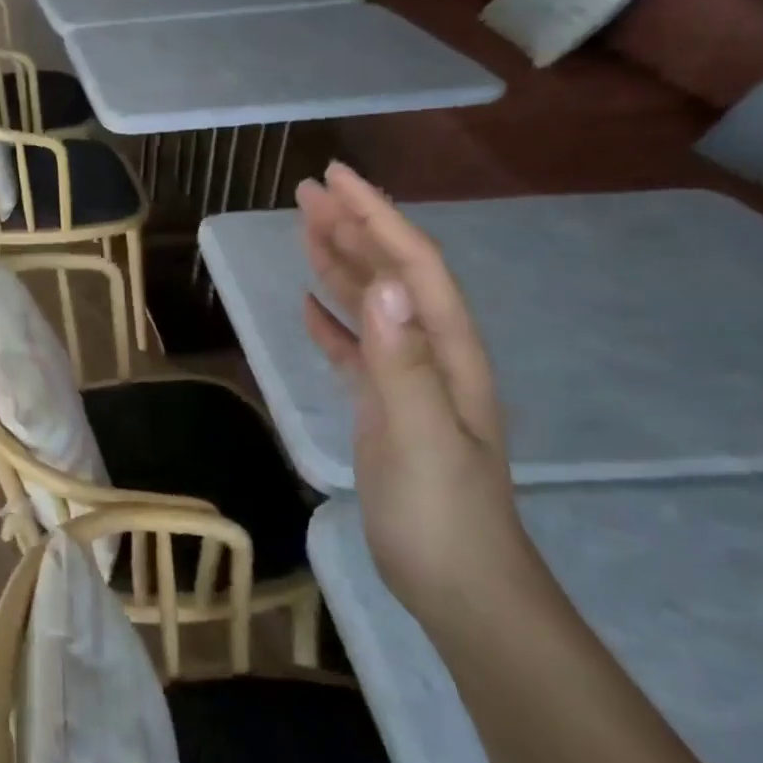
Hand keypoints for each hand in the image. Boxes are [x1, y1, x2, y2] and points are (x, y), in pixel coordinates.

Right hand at [296, 164, 529, 619]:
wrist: (458, 584)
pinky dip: (333, 320)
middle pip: (392, 274)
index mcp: (447, 352)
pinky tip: (309, 306)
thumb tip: (386, 285)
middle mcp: (431, 354)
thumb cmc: (441, 514)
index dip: (376, 217)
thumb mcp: (420, 437)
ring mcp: (408, 381)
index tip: (335, 178)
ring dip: (340, 264)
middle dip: (354, 226)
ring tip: (304, 229)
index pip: (413, 266)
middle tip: (308, 191)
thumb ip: (403, 362)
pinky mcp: (384, 406)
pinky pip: (356, 348)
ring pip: (372, 306)